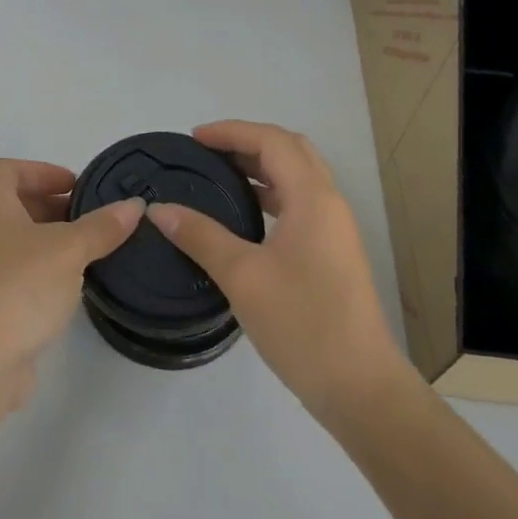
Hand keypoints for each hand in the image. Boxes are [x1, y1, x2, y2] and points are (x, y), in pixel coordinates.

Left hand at [0, 159, 143, 406]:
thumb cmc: (16, 288)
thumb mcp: (68, 251)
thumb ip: (101, 226)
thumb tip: (134, 205)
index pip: (10, 169)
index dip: (45, 171)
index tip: (78, 185)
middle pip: (12, 203)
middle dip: (52, 206)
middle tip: (91, 218)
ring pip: (14, 240)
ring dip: (48, 240)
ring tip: (87, 250)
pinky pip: (11, 271)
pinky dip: (38, 269)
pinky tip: (66, 286)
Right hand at [148, 121, 409, 426]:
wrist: (359, 386)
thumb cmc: (303, 324)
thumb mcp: (243, 276)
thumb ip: (200, 236)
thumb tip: (158, 210)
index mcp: (313, 199)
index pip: (273, 141)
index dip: (232, 131)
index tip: (193, 139)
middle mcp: (330, 205)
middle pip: (290, 151)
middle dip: (247, 142)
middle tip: (206, 153)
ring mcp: (335, 230)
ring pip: (298, 178)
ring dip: (260, 167)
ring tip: (218, 177)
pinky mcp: (332, 253)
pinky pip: (300, 204)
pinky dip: (270, 194)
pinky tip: (244, 216)